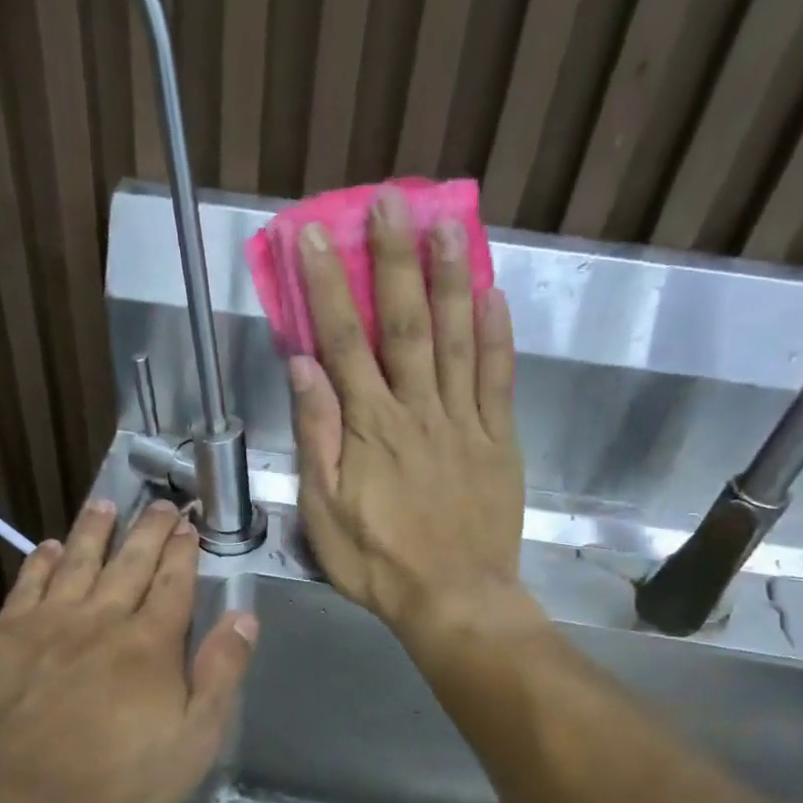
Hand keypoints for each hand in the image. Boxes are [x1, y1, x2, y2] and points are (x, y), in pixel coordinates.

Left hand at [0, 499, 257, 802]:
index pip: (173, 584)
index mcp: (150, 643)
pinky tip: (48, 548)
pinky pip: (27, 585)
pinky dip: (41, 562)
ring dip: (94, 530)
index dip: (184, 552)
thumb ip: (221, 675)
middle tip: (160, 504)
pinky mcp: (2, 638)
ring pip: (78, 562)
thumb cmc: (113, 782)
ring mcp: (47, 624)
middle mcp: (101, 619)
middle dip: (149, 530)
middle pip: (130, 563)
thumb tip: (244, 617)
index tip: (189, 526)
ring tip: (105, 504)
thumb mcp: (193, 742)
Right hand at [290, 187, 525, 636]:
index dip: (329, 286)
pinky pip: (499, 380)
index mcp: (370, 427)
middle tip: (392, 202)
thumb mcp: (324, 510)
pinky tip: (495, 295)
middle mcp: (418, 410)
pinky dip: (497, 335)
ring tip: (449, 223)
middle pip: (406, 324)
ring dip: (451, 279)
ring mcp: (465, 422)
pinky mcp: (499, 441)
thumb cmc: (378, 561)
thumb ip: (317, 437)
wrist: (453, 600)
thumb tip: (303, 368)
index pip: (345, 342)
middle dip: (395, 260)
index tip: (317, 237)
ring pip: (458, 339)